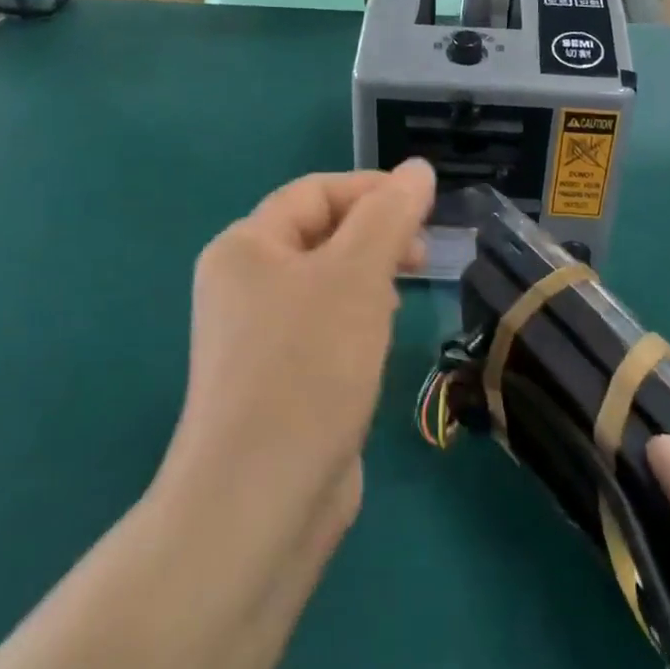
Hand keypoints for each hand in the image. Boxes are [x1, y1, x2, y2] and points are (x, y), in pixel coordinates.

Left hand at [167, 161, 436, 540]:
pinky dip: (356, 323)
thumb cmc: (307, 365)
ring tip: (396, 306)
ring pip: (327, 283)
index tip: (427, 209)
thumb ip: (389, 214)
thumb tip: (418, 169)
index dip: (372, 190)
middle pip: (321, 235)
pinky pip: (324, 328)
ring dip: (369, 281)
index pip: (315, 192)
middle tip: (421, 257)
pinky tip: (377, 346)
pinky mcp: (277, 380)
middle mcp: (242, 285)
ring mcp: (256, 337)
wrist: (260, 499)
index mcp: (245, 247)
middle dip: (375, 237)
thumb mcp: (357, 274)